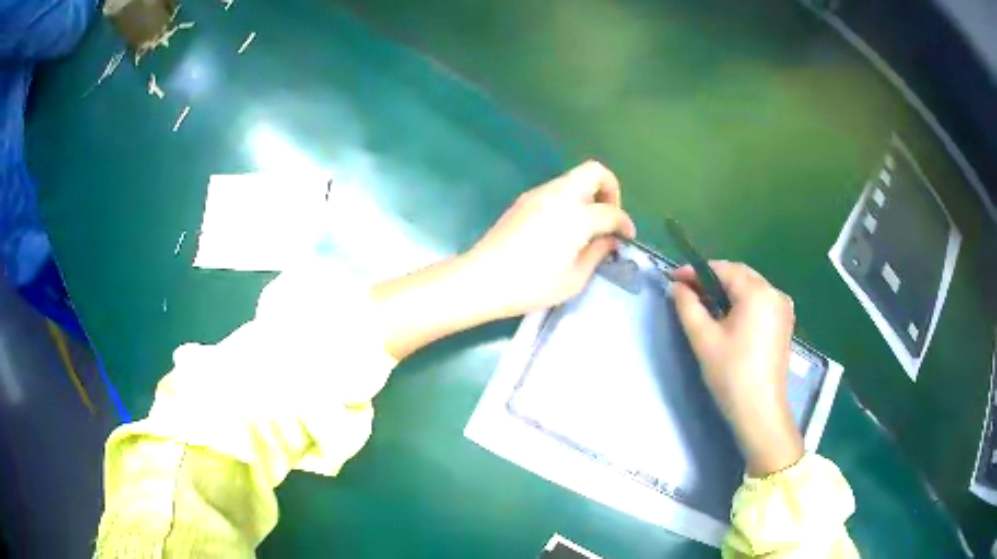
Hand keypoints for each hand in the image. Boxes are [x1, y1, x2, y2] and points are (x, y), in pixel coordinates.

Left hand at [464, 160, 636, 317]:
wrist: (483, 279)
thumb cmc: (531, 285)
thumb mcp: (574, 279)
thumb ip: (597, 254)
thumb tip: (610, 240)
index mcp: (577, 215)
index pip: (611, 211)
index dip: (625, 223)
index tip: (627, 237)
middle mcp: (560, 195)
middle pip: (595, 171)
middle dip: (611, 189)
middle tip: (609, 218)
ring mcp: (539, 193)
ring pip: (574, 177)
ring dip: (589, 193)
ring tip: (588, 225)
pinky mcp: (525, 199)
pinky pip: (557, 188)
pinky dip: (571, 198)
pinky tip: (565, 226)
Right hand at [670, 261, 802, 476]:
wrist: (760, 411)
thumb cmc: (731, 373)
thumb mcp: (704, 338)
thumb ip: (688, 306)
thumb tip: (677, 287)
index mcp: (758, 292)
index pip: (723, 269)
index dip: (696, 271)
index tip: (673, 279)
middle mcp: (775, 293)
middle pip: (739, 275)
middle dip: (712, 279)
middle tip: (686, 291)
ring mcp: (783, 308)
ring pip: (750, 288)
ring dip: (727, 291)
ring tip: (703, 304)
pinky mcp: (784, 323)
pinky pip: (760, 302)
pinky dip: (741, 302)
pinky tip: (727, 317)